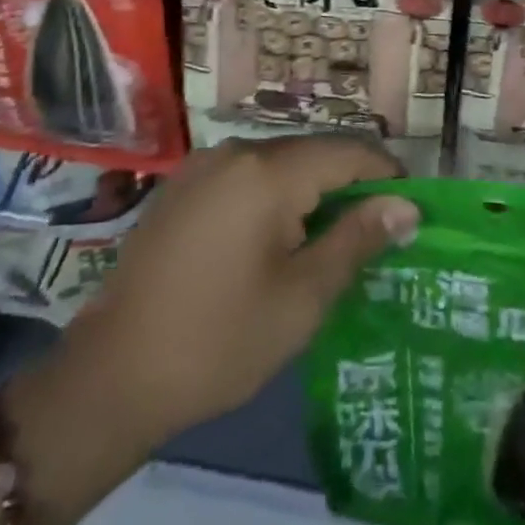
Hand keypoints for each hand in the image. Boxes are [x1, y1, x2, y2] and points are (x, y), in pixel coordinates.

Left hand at [58, 135, 419, 447]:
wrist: (113, 374)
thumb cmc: (219, 340)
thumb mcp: (301, 298)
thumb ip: (356, 240)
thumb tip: (406, 206)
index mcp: (268, 171)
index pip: (347, 152)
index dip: (386, 174)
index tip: (411, 207)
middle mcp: (236, 151)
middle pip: (312, 152)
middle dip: (350, 183)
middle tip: (376, 230)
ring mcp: (203, 164)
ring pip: (279, 162)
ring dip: (312, 189)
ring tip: (333, 236)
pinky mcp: (183, 185)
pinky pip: (246, 174)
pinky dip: (275, 194)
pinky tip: (278, 235)